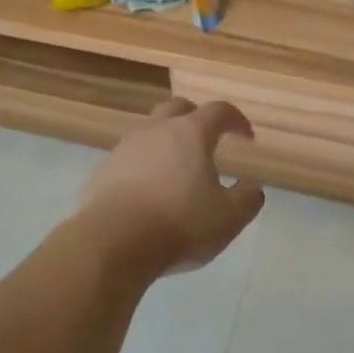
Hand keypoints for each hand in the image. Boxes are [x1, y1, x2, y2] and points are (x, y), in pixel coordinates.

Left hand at [75, 99, 265, 279]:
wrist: (110, 243)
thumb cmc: (178, 224)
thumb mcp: (229, 217)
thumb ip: (247, 198)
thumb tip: (251, 186)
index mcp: (190, 133)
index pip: (219, 111)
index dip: (236, 120)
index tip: (246, 138)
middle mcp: (156, 130)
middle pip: (178, 109)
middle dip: (196, 119)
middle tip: (208, 141)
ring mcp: (124, 149)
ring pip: (150, 133)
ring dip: (167, 144)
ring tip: (177, 172)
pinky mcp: (102, 172)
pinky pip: (129, 160)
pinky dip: (143, 169)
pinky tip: (148, 195)